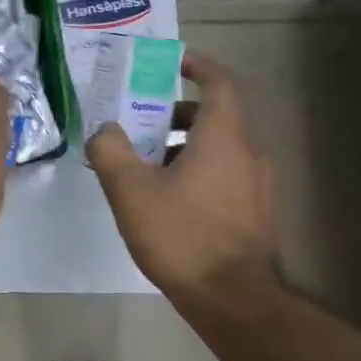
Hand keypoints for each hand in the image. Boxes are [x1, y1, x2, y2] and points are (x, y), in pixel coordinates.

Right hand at [85, 52, 279, 298]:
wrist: (232, 299)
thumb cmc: (182, 235)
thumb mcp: (130, 190)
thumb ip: (110, 151)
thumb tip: (104, 129)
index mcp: (224, 137)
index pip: (221, 83)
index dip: (199, 66)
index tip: (173, 62)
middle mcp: (248, 154)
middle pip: (216, 116)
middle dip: (176, 112)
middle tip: (140, 121)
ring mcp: (256, 185)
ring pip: (219, 148)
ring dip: (183, 144)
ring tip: (145, 163)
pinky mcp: (254, 212)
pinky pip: (224, 174)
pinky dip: (196, 169)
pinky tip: (166, 198)